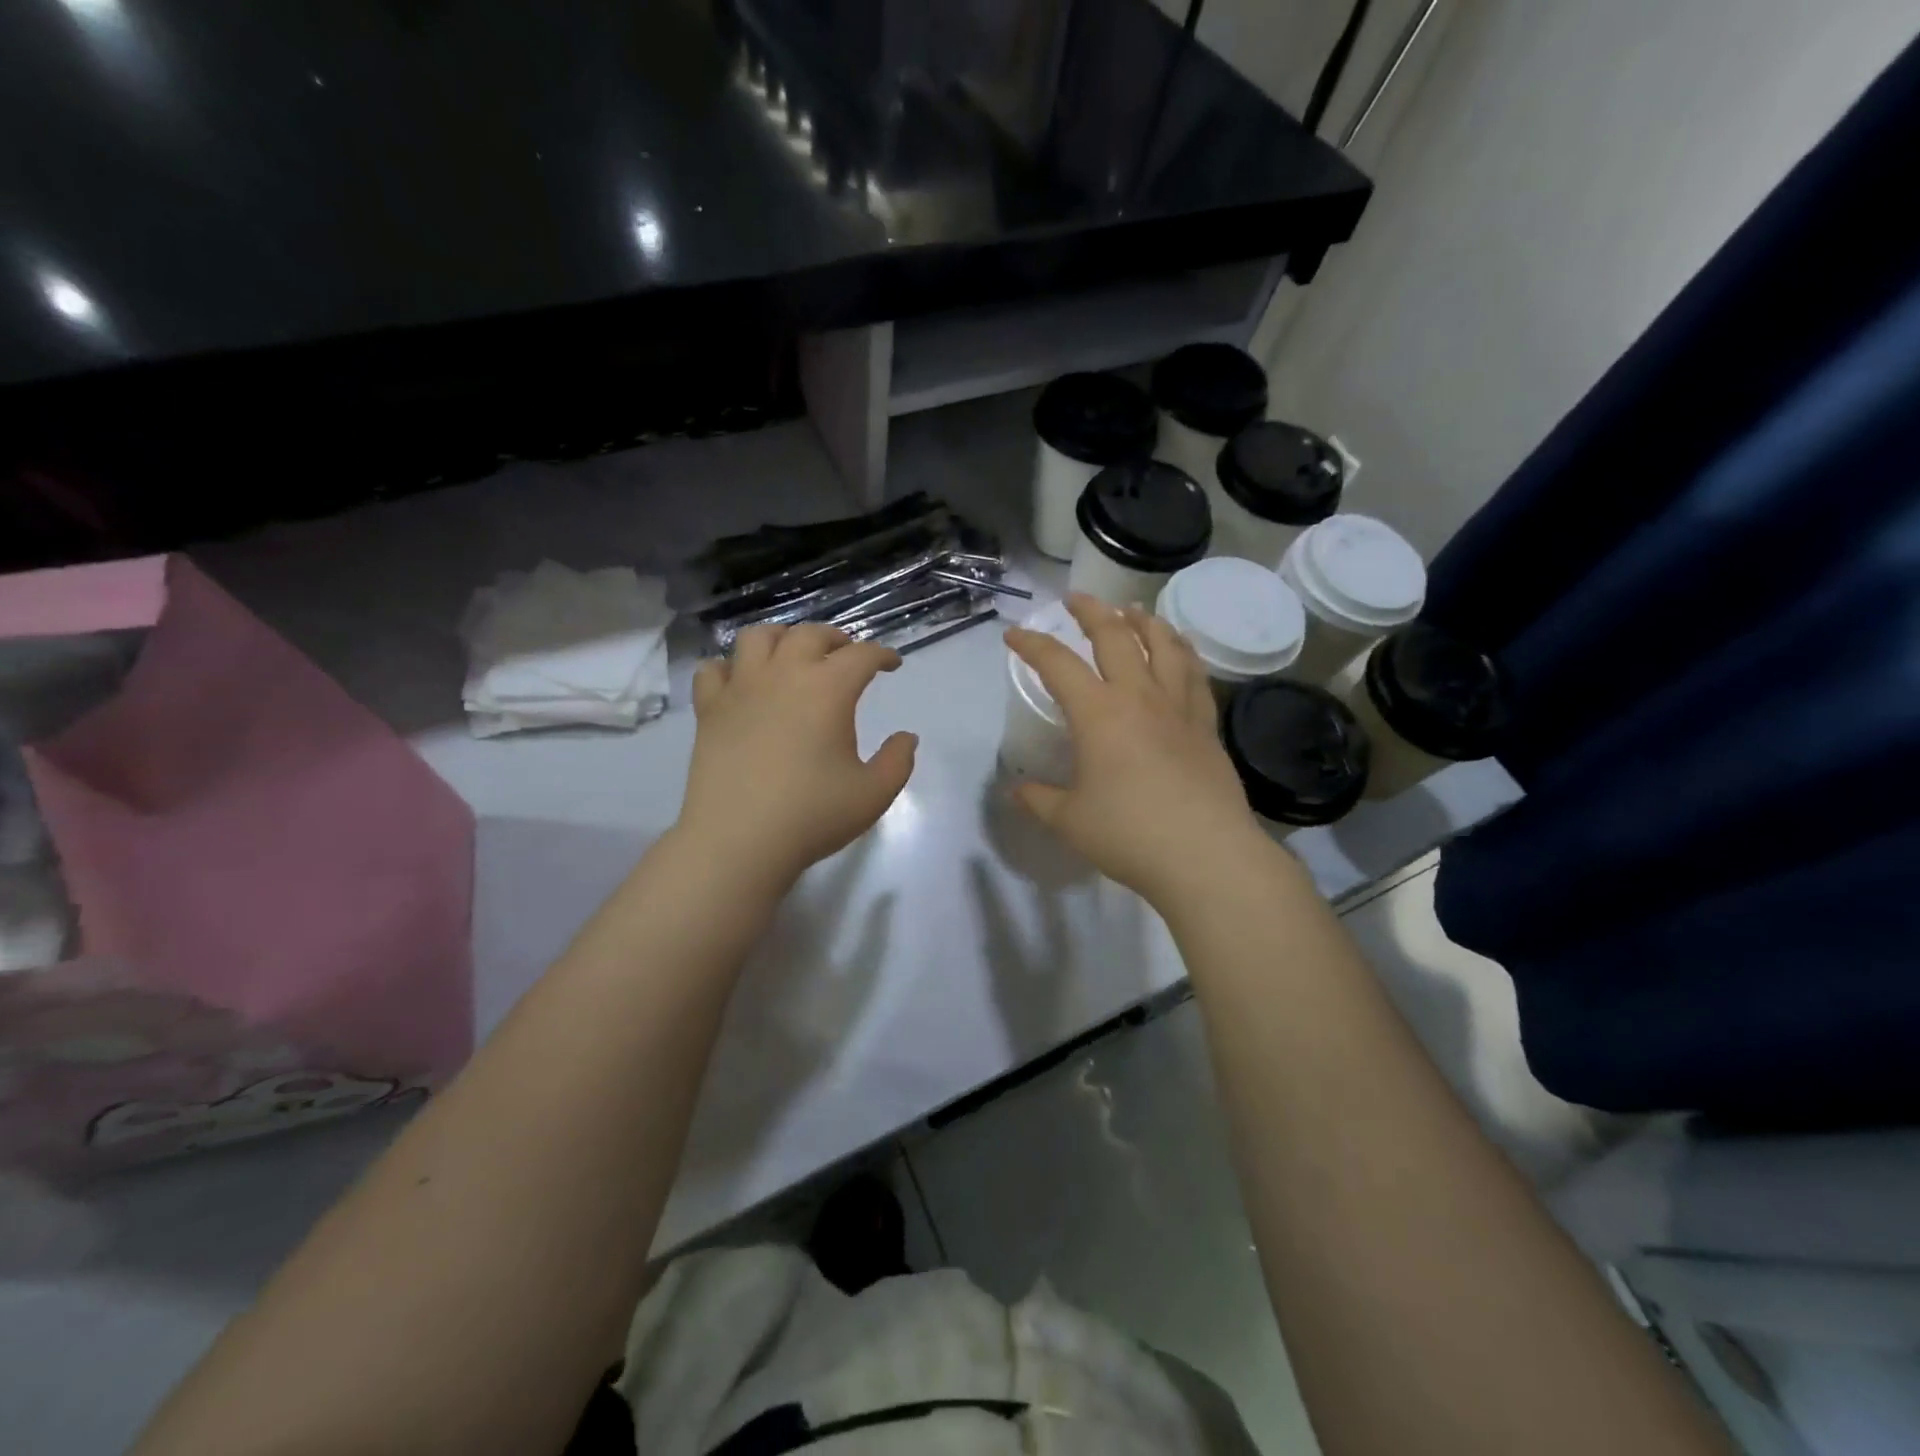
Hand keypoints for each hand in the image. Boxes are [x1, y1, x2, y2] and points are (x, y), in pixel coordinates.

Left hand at [677, 624, 916, 892]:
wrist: (739, 841)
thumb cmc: (812, 815)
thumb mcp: (873, 794)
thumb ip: (898, 761)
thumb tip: (907, 737)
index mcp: (828, 689)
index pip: (862, 655)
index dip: (883, 654)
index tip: (892, 664)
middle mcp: (784, 675)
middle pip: (810, 634)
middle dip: (836, 638)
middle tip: (847, 655)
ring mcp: (740, 688)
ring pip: (757, 637)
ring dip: (781, 638)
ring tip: (792, 655)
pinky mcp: (709, 709)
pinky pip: (713, 669)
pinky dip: (730, 668)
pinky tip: (741, 683)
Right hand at [1004, 594, 1269, 905]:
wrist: (1206, 855)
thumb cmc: (1129, 834)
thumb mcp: (1069, 820)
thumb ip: (1038, 800)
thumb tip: (1016, 790)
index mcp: (1098, 713)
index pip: (1058, 664)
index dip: (1032, 645)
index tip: (1014, 635)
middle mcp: (1139, 697)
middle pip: (1115, 637)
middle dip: (1091, 611)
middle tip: (1075, 598)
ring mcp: (1179, 708)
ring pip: (1164, 645)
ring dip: (1144, 621)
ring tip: (1132, 610)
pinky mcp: (1206, 726)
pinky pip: (1195, 675)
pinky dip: (1183, 652)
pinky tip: (1181, 650)